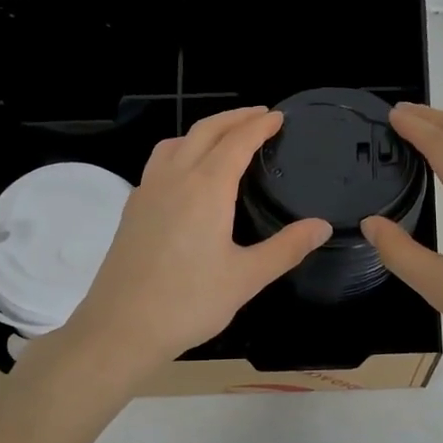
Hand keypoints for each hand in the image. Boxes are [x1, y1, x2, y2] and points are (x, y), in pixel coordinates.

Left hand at [59, 107, 331, 387]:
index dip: (259, 126)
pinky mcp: (132, 208)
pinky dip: (180, 150)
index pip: (237, 142)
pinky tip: (186, 174)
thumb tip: (321, 226)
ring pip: (176, 142)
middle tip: (259, 115)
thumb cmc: (188, 303)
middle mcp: (174, 178)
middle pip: (205, 131)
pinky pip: (159, 162)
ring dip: (203, 130)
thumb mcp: (246, 278)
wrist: (120, 327)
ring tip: (224, 137)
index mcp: (206, 188)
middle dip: (234, 118)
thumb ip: (286, 248)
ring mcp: (147, 191)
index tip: (277, 116)